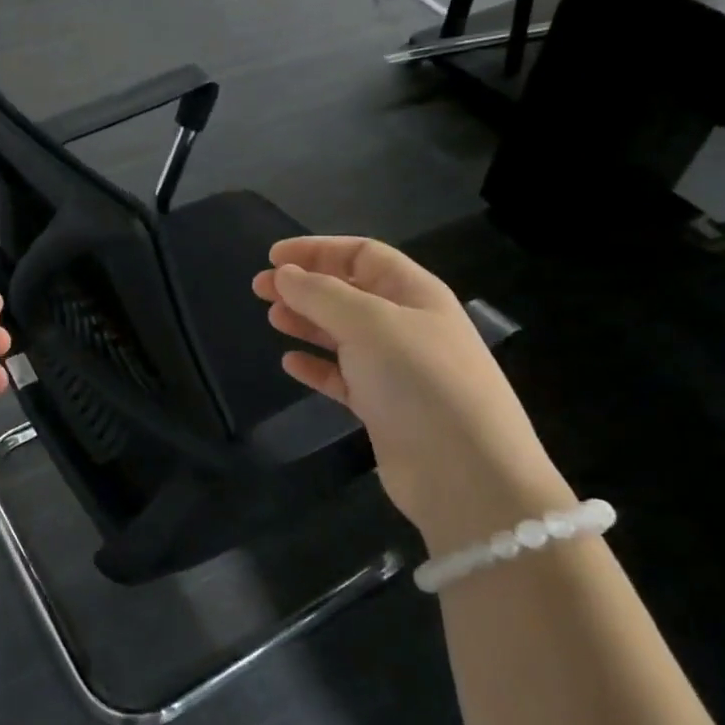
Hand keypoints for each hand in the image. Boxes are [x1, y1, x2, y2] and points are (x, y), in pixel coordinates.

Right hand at [253, 236, 572, 554]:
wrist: (465, 474)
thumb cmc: (420, 382)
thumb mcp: (370, 324)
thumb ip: (322, 295)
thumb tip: (284, 274)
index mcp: (415, 294)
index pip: (363, 255)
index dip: (318, 250)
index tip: (273, 257)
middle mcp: (406, 325)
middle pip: (349, 292)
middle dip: (305, 285)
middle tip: (260, 288)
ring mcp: (395, 368)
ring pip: (342, 334)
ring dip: (307, 322)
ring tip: (272, 319)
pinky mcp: (382, 407)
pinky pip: (342, 376)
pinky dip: (316, 367)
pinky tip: (290, 363)